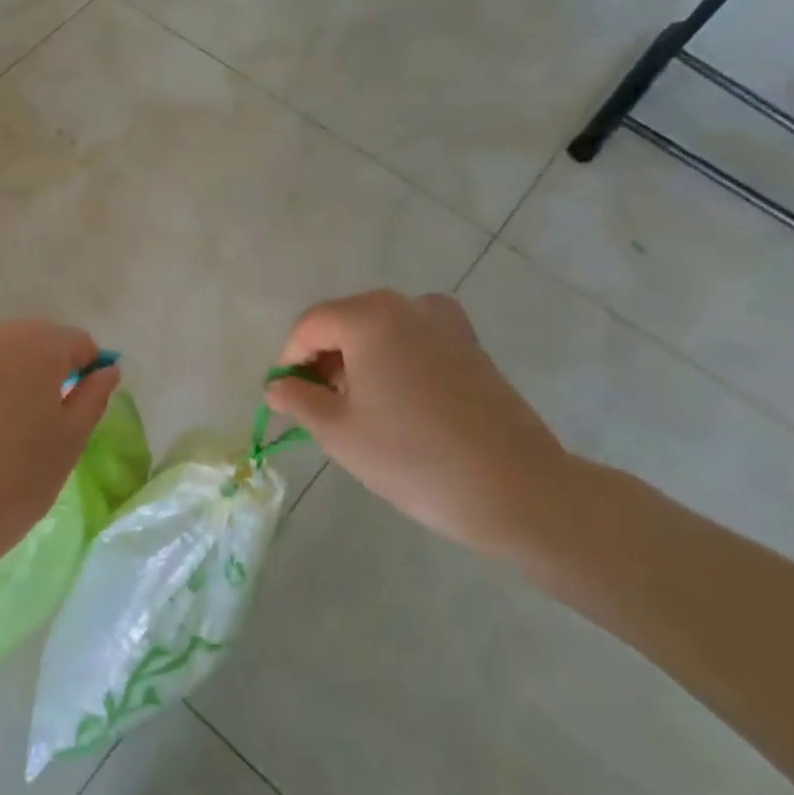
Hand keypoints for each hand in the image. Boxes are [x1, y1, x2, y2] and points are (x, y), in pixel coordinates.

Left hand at [0, 321, 120, 588]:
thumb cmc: (14, 482)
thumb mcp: (69, 442)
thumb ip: (93, 397)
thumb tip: (106, 370)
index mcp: (35, 346)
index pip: (78, 341)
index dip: (90, 369)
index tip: (85, 405)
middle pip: (39, 338)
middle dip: (55, 366)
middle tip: (56, 415)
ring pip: (6, 352)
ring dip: (22, 374)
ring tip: (21, 423)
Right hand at [266, 290, 571, 557]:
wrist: (516, 489)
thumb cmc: (413, 457)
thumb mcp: (339, 431)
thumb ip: (298, 399)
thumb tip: (276, 386)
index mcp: (371, 316)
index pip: (310, 326)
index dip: (289, 360)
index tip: (286, 399)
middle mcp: (409, 305)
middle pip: (346, 323)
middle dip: (324, 361)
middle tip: (319, 408)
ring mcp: (447, 323)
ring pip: (380, 333)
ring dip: (358, 363)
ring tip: (359, 412)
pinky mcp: (472, 346)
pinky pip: (414, 343)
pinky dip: (393, 364)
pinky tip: (398, 407)